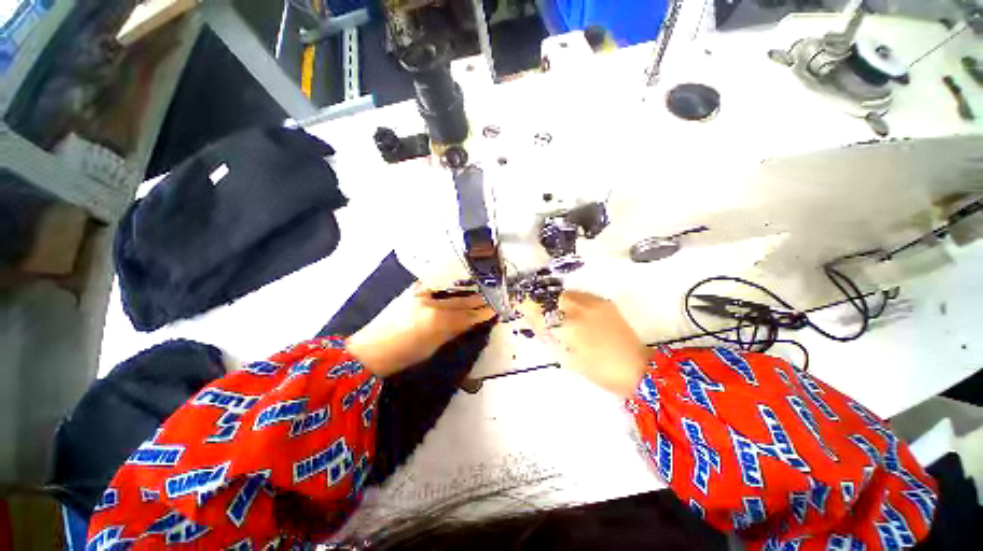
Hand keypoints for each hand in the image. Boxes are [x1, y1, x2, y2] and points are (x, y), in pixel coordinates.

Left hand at [347, 286, 495, 376]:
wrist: (371, 349)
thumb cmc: (403, 354)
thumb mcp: (433, 346)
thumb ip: (454, 330)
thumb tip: (472, 320)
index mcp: (436, 321)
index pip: (466, 315)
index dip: (481, 312)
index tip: (494, 309)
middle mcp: (430, 302)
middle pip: (460, 299)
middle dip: (478, 298)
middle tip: (492, 295)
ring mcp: (420, 292)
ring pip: (451, 288)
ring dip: (467, 288)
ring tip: (480, 286)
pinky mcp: (413, 288)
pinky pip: (438, 282)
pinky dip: (451, 282)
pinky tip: (459, 282)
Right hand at [519, 291, 649, 397]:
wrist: (637, 367)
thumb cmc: (599, 369)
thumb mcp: (568, 357)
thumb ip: (549, 336)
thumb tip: (535, 321)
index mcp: (571, 326)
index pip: (541, 310)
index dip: (528, 306)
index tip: (519, 304)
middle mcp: (581, 309)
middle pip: (553, 297)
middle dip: (543, 303)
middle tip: (539, 312)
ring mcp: (594, 303)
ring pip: (567, 294)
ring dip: (557, 301)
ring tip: (556, 312)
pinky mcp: (605, 302)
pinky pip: (581, 295)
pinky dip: (571, 301)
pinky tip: (574, 312)